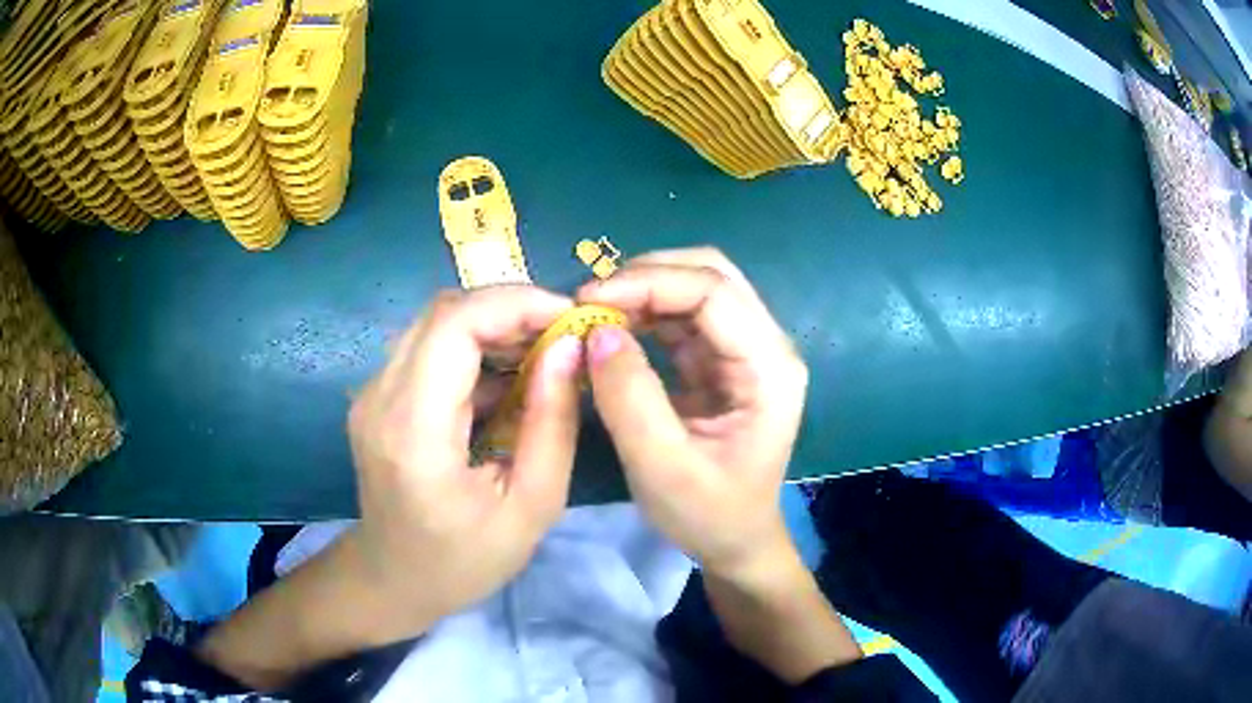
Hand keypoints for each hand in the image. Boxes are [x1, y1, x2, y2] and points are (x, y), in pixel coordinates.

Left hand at [347, 285, 583, 635]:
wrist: (391, 580)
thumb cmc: (463, 561)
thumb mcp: (531, 506)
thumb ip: (552, 424)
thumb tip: (569, 348)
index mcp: (414, 430)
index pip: (455, 324)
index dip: (516, 303)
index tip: (570, 319)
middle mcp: (380, 397)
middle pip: (444, 311)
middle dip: (511, 309)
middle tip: (563, 336)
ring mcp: (372, 393)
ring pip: (435, 323)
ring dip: (494, 325)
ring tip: (543, 355)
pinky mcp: (377, 396)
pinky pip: (428, 347)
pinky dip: (473, 347)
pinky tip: (506, 379)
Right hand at [577, 248, 807, 579]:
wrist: (735, 542)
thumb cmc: (709, 515)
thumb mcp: (662, 467)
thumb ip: (630, 398)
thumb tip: (597, 331)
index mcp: (769, 369)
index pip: (714, 292)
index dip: (650, 282)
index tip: (590, 301)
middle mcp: (766, 347)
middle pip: (711, 275)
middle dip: (647, 276)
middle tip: (590, 302)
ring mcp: (746, 351)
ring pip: (696, 289)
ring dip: (644, 292)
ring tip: (594, 314)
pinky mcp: (723, 361)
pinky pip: (684, 318)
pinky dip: (646, 313)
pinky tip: (614, 328)